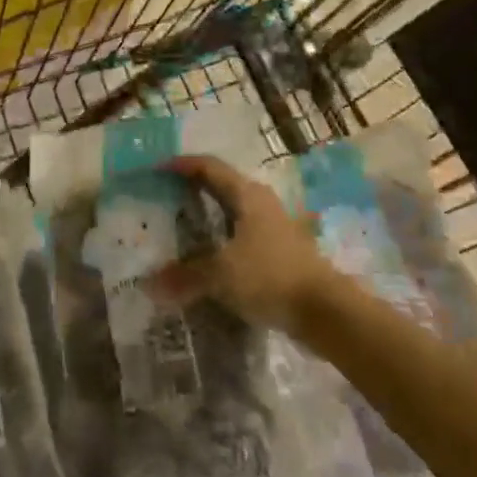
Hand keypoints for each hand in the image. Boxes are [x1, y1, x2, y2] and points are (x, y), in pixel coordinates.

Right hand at [149, 153, 327, 334]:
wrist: (326, 311)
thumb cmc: (270, 277)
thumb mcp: (221, 275)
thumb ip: (185, 276)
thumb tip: (150, 285)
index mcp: (246, 195)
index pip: (208, 166)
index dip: (181, 164)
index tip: (156, 168)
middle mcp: (261, 202)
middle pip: (221, 185)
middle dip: (193, 187)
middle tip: (164, 195)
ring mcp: (274, 226)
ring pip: (233, 210)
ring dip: (209, 214)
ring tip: (181, 224)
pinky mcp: (281, 250)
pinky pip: (242, 233)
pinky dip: (221, 237)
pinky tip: (209, 254)